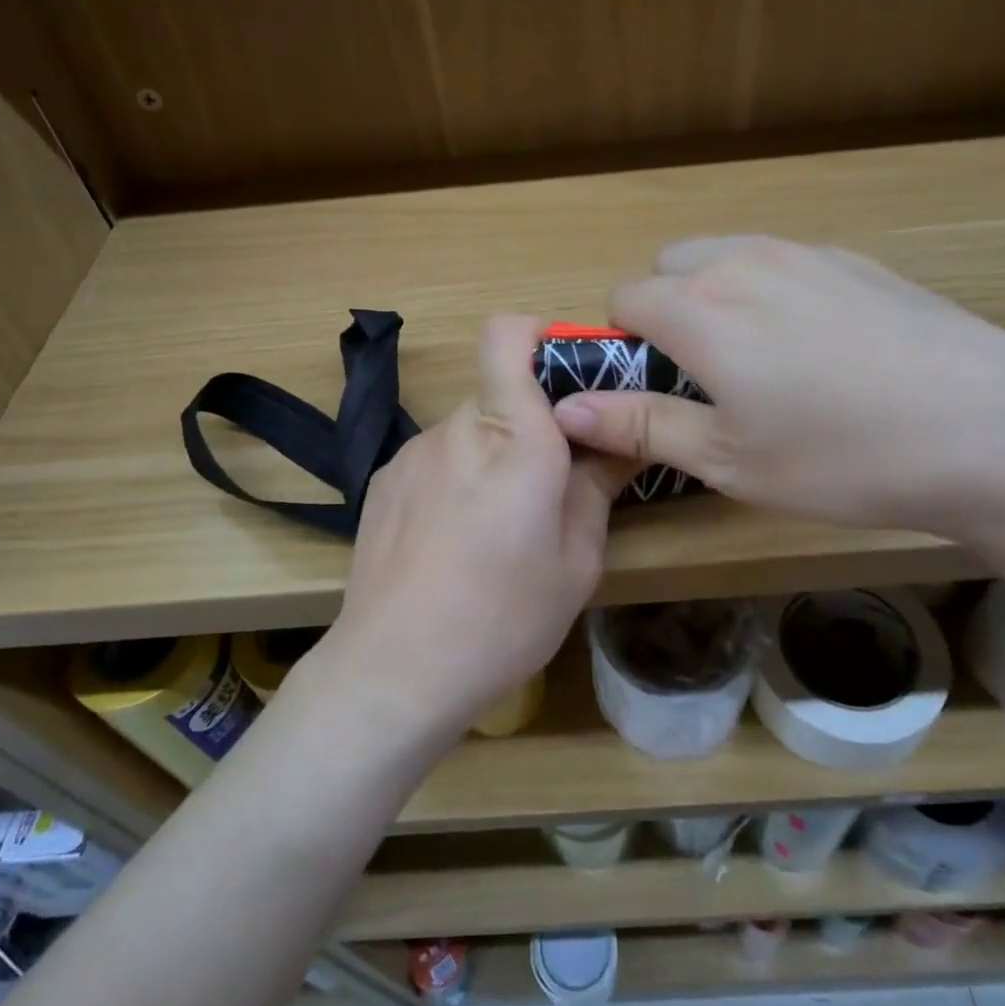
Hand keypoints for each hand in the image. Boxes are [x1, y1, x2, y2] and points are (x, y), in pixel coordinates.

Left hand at [315, 316, 634, 741]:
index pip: (509, 334)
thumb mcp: (577, 561)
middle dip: (535, 419)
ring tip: (502, 521)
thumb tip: (620, 441)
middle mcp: (456, 428)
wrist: (393, 671)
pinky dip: (459, 475)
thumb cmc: (503, 618)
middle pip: (499, 388)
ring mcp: (412, 452)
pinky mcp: (383, 480)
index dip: (541, 337)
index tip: (576, 380)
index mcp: (514, 437)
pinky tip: (457, 538)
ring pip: (469, 426)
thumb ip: (598, 485)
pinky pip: (437, 456)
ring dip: (495, 451)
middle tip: (557, 479)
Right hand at [549, 237, 1004, 544]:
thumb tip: (569, 407)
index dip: (624, 344)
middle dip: (668, 310)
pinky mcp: (861, 261)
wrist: (997, 432)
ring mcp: (809, 254)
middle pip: (671, 265)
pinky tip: (825, 350)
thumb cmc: (844, 458)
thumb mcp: (730, 459)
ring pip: (728, 256)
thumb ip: (641, 424)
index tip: (653, 389)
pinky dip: (775, 293)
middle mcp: (745, 263)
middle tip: (706, 377)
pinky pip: (786, 263)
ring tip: (764, 362)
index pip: (625, 299)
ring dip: (718, 296)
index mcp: (702, 310)